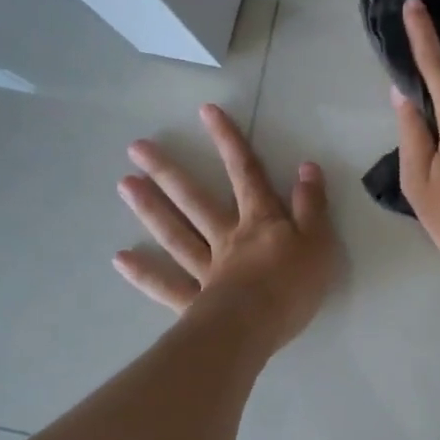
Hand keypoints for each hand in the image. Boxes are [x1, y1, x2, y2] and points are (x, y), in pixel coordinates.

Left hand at [114, 103, 337, 350]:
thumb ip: (312, 204)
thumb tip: (306, 166)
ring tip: (124, 184)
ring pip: (175, 235)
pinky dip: (144, 272)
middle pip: (196, 200)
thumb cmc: (293, 285)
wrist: (258, 327)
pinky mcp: (195, 302)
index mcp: (260, 222)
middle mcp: (227, 238)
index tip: (205, 111)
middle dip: (169, 172)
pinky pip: (166, 285)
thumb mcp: (318, 241)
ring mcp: (206, 270)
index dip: (229, 141)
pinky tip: (120, 258)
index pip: (246, 173)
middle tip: (137, 148)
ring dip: (150, 209)